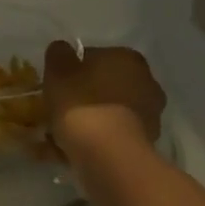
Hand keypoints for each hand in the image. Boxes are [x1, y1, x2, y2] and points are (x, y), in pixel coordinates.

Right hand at [43, 42, 165, 159]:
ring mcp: (149, 115)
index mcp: (127, 58)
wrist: (108, 156)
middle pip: (103, 87)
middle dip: (82, 98)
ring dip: (87, 122)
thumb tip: (62, 50)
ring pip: (107, 114)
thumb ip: (58, 54)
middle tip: (56, 111)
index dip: (71, 72)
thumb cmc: (82, 105)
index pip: (94, 57)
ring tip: (57, 139)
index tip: (55, 86)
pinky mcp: (145, 144)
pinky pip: (111, 138)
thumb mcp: (58, 72)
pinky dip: (93, 143)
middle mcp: (146, 82)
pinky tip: (69, 154)